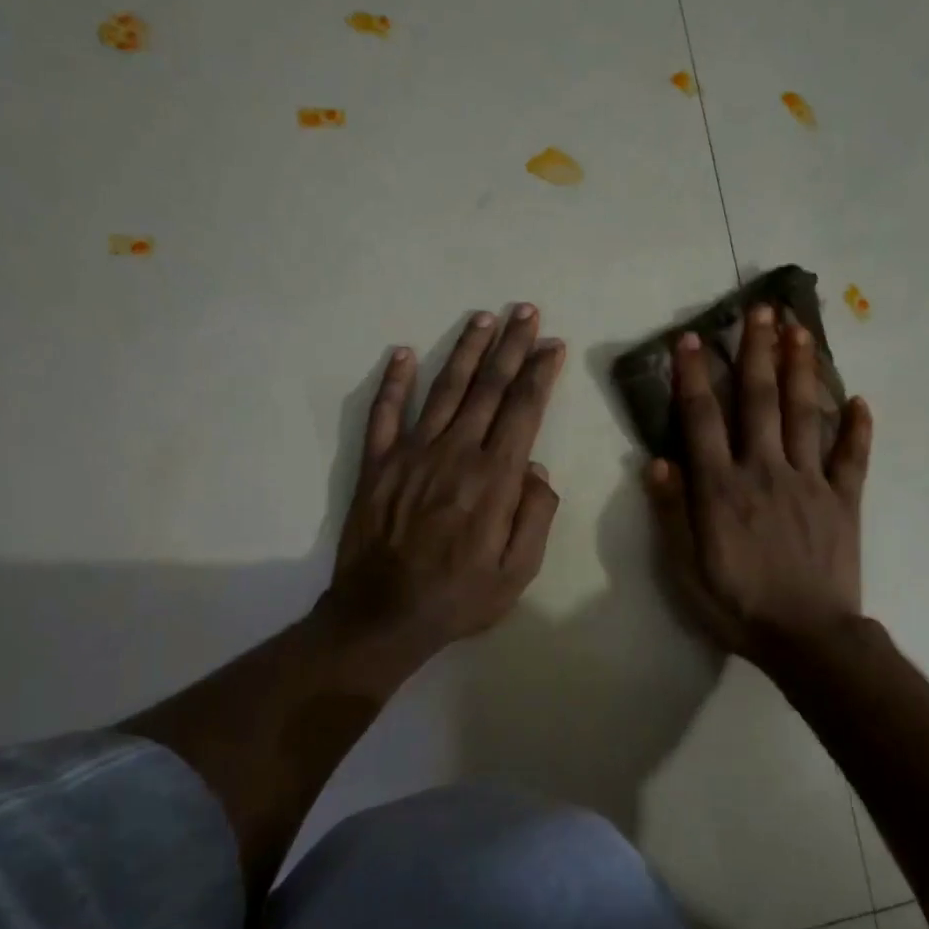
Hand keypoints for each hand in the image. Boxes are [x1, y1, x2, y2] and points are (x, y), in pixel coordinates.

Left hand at [324, 304, 564, 685]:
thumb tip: (537, 470)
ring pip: (443, 390)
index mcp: (493, 478)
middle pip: (487, 388)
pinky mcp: (376, 464)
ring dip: (464, 350)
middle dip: (511, 348)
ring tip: (483, 319)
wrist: (383, 616)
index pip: (522, 411)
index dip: (539, 374)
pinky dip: (392, 381)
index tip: (552, 345)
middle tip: (526, 312)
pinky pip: (384, 413)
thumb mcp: (518, 571)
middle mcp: (454, 453)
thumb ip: (536, 516)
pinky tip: (402, 353)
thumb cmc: (460, 598)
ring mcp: (410, 454)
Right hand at [644, 306, 871, 666]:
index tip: (690, 338)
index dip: (693, 376)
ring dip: (801, 369)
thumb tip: (656, 460)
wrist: (807, 638)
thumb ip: (671, 511)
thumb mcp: (684, 569)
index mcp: (721, 487)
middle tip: (760, 310)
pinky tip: (860, 400)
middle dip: (756, 352)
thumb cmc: (737, 606)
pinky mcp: (845, 500)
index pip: (702, 419)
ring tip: (800, 330)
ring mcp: (810, 482)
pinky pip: (853, 456)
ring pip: (805, 414)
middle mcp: (764, 470)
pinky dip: (858, 427)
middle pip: (759, 400)